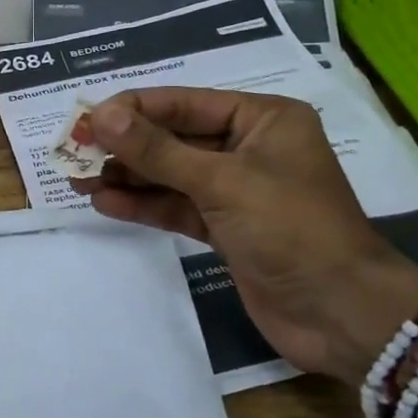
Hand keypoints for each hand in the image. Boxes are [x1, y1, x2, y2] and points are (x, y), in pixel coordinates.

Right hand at [77, 88, 417, 384]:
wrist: (343, 315)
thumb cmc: (291, 229)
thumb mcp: (221, 182)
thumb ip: (157, 150)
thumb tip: (100, 116)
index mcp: (262, 118)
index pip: (183, 102)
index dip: (132, 110)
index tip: (85, 120)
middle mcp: (249, 146)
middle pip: (174, 137)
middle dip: (126, 145)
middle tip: (74, 151)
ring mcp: (237, 189)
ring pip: (171, 174)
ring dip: (128, 176)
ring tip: (78, 178)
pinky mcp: (227, 228)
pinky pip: (178, 206)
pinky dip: (144, 204)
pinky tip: (106, 203)